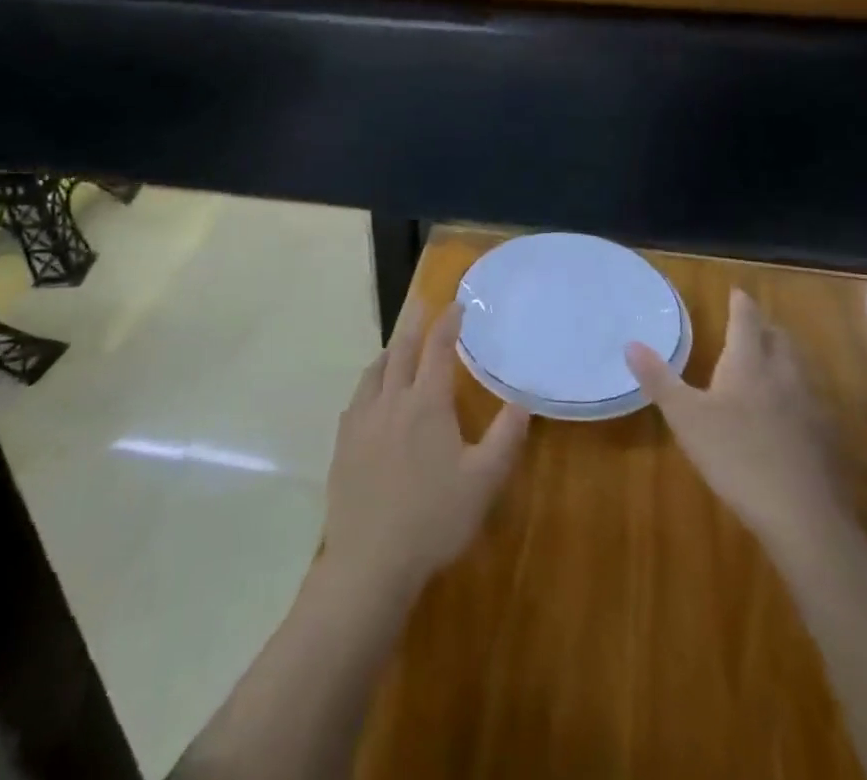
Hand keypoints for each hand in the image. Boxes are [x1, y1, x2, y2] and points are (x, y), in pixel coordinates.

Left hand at [323, 298, 531, 595]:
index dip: (448, 323)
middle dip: (414, 323)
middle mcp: (392, 401)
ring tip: (397, 343)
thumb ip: (506, 437)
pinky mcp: (343, 444)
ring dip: (390, 350)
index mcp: (427, 403)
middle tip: (421, 303)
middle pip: (401, 350)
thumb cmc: (434, 519)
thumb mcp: (483, 481)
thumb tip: (523, 401)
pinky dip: (370, 383)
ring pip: (375, 372)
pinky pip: (357, 399)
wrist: (370, 563)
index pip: (438, 349)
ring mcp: (362, 422)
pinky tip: (371, 394)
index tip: (456, 304)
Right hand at [627, 288, 845, 561]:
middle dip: (765, 328)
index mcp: (749, 364)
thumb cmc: (736, 456)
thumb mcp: (686, 417)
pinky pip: (809, 402)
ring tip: (768, 362)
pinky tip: (787, 415)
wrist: (802, 515)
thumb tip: (631, 343)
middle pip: (779, 339)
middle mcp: (783, 376)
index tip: (736, 291)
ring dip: (783, 358)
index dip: (740, 304)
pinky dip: (795, 395)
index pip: (746, 321)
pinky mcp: (824, 439)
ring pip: (798, 369)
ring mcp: (809, 407)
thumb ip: (659, 379)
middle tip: (751, 325)